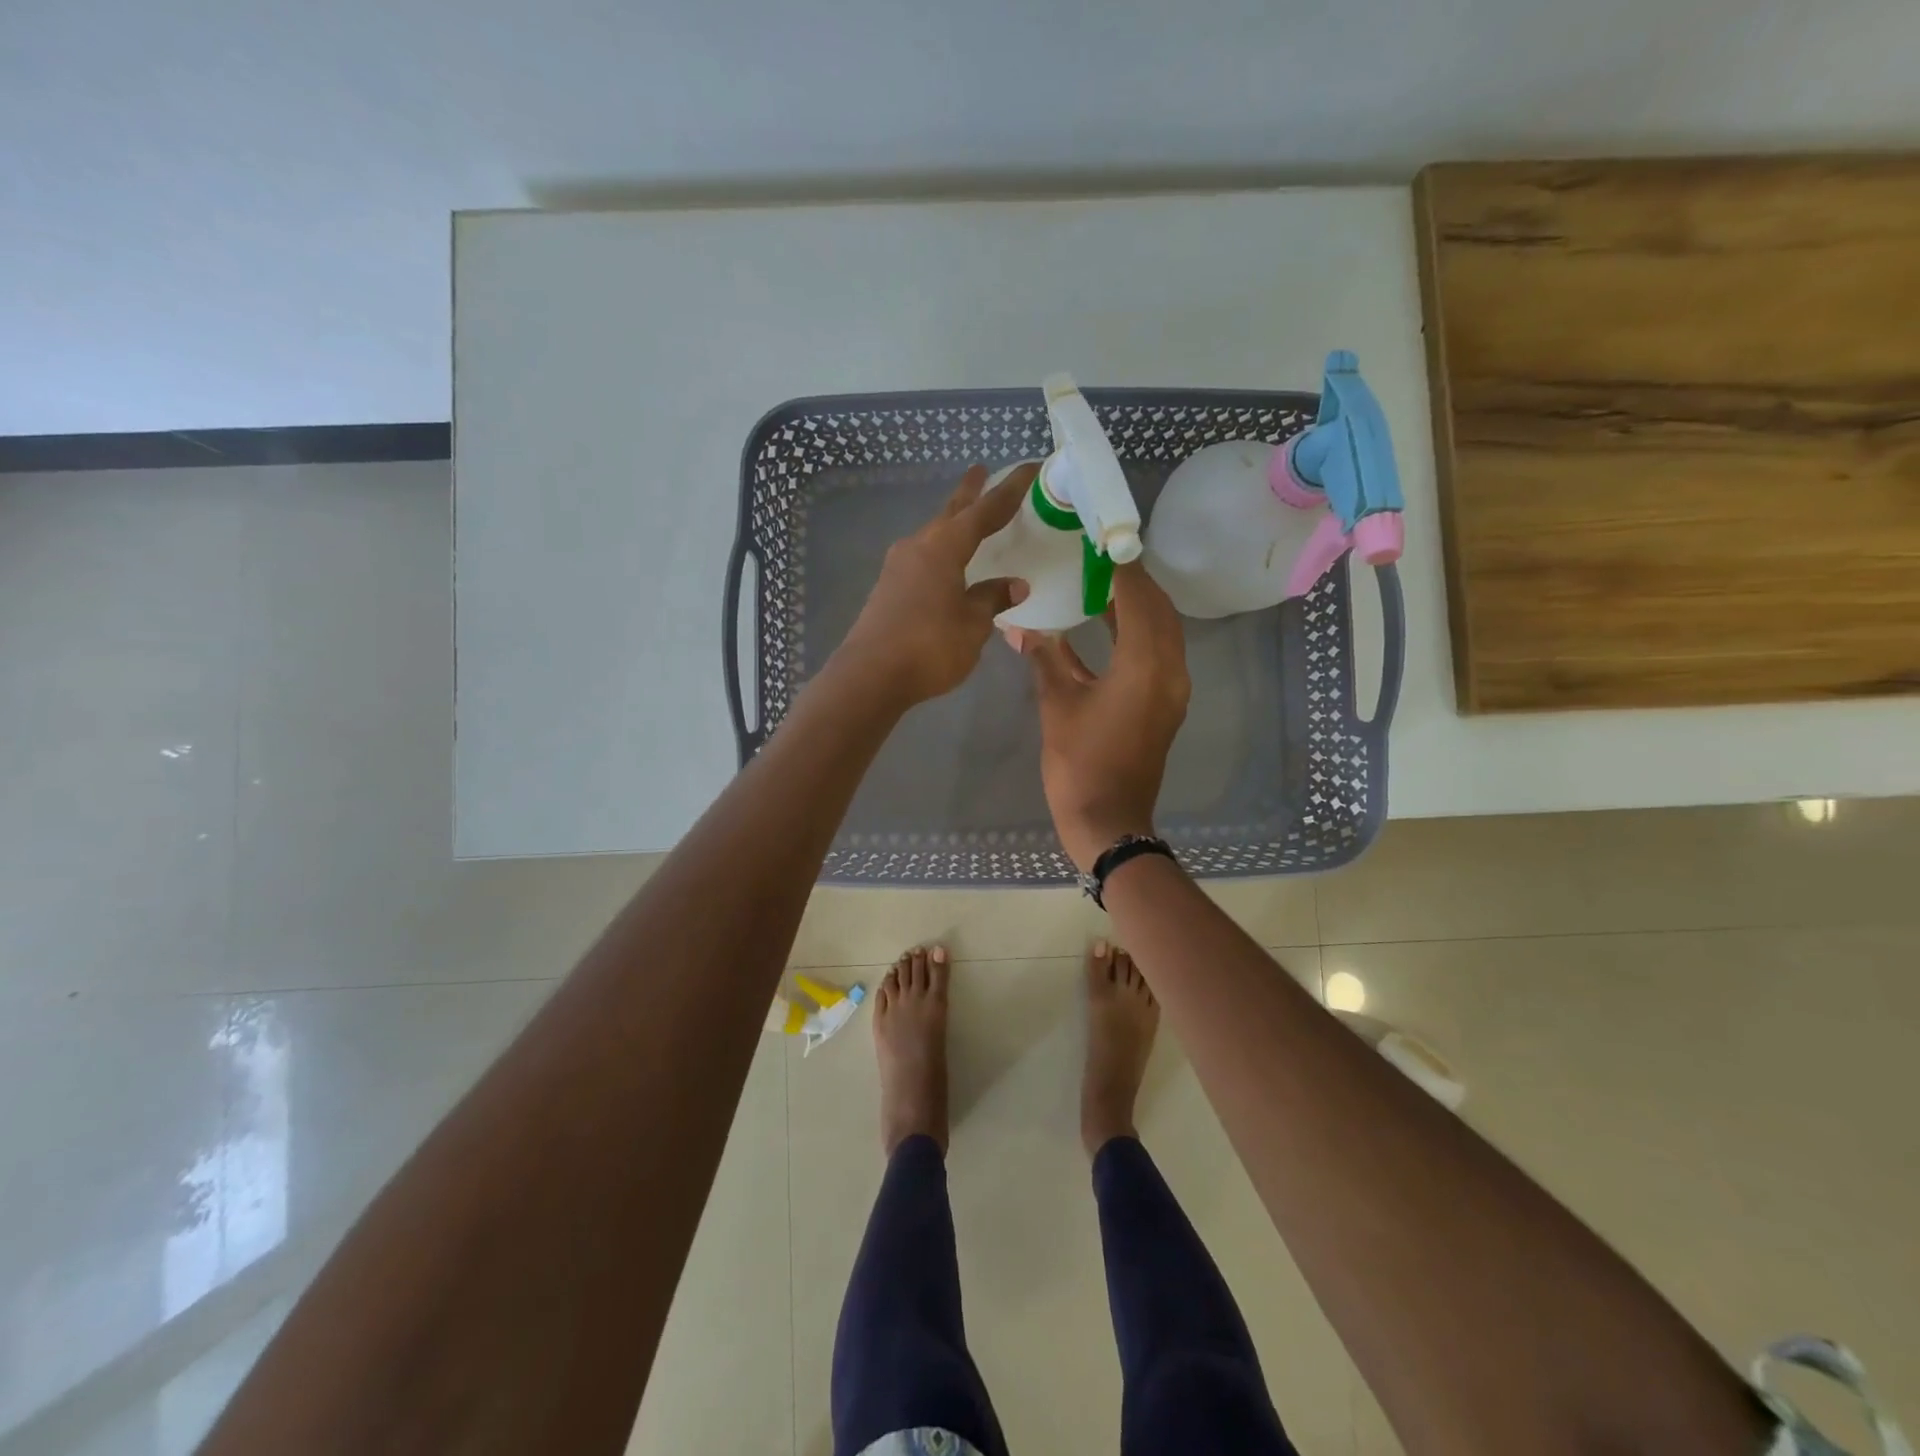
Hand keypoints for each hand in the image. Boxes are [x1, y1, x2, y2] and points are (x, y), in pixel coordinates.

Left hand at [834, 463, 1035, 706]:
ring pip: (932, 535)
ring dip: (950, 523)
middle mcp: (918, 547)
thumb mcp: (972, 624)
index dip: (1008, 491)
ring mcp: (897, 567)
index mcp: (944, 547)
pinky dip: (939, 551)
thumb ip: (992, 599)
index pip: (984, 511)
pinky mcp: (887, 589)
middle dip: (969, 493)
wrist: (870, 675)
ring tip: (965, 519)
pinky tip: (943, 564)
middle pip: (950, 513)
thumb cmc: (929, 645)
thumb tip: (1015, 585)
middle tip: (980, 471)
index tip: (1028, 468)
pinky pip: (921, 558)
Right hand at [1021, 563, 1190, 871]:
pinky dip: (1137, 633)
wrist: (1108, 820)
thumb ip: (1046, 658)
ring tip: (1102, 584)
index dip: (1121, 567)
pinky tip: (1107, 626)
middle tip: (1099, 559)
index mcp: (1145, 665)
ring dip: (1138, 606)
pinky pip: (1158, 654)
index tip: (1100, 539)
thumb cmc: (1079, 763)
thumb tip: (1022, 626)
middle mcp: (1170, 670)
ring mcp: (1172, 690)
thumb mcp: (1057, 705)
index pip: (1139, 598)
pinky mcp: (1165, 705)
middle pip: (1160, 611)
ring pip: (1162, 632)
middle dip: (1134, 582)